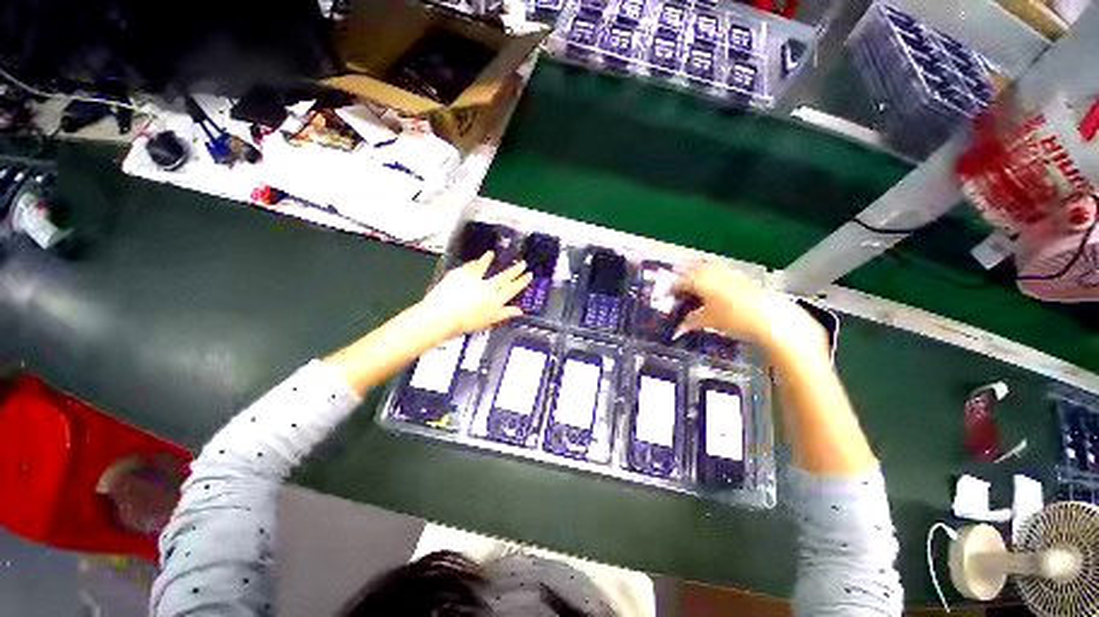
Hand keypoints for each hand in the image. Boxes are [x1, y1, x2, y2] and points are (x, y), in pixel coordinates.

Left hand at [418, 251, 531, 338]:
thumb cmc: (464, 323)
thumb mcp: (489, 322)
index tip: (528, 275)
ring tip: (492, 255)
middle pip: (505, 276)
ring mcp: (474, 278)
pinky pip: (470, 265)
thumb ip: (505, 314)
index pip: (513, 288)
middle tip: (522, 263)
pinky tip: (475, 260)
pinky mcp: (460, 273)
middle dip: (515, 269)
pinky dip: (474, 262)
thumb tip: (518, 311)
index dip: (522, 281)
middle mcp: (487, 286)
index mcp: (496, 299)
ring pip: (486, 266)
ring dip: (490, 260)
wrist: (442, 316)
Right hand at [674, 263, 826, 355]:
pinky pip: (718, 272)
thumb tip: (678, 328)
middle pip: (690, 271)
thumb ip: (690, 322)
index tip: (664, 297)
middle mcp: (710, 271)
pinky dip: (710, 278)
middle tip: (675, 291)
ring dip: (695, 277)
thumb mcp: (707, 321)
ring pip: (705, 269)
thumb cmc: (732, 318)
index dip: (669, 289)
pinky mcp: (739, 276)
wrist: (769, 317)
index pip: (677, 282)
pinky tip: (712, 290)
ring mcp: (726, 271)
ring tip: (691, 289)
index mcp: (698, 280)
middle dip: (681, 279)